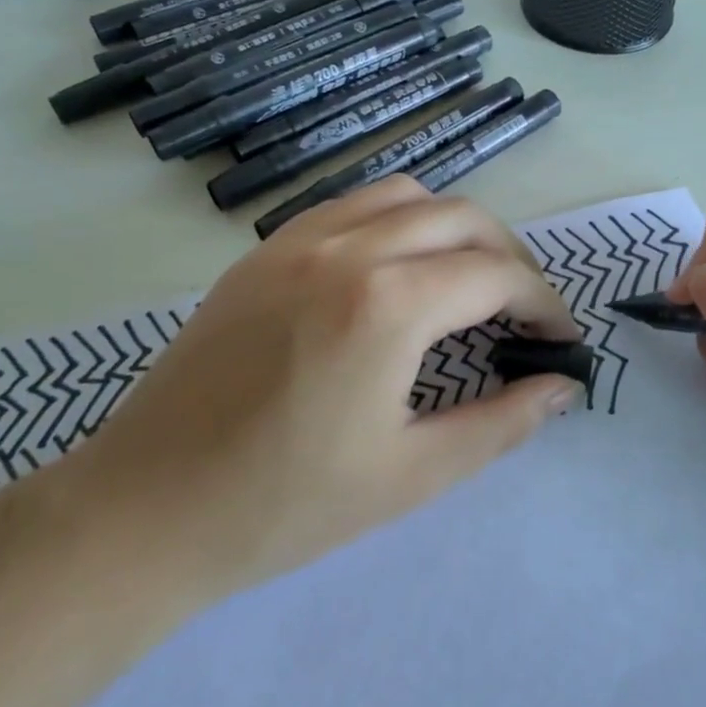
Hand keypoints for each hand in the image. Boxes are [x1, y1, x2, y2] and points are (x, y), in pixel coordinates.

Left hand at [76, 177, 583, 595]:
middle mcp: (348, 249)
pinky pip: (352, 207)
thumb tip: (562, 387)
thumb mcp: (412, 475)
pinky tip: (398, 270)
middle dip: (510, 258)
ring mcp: (298, 239)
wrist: (143, 510)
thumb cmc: (283, 506)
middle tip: (523, 312)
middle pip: (462, 218)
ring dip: (454, 229)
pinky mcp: (265, 249)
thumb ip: (501, 422)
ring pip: (407, 196)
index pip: (497, 276)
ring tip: (466, 282)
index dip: (544, 304)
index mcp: (387, 305)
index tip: (560, 339)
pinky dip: (397, 221)